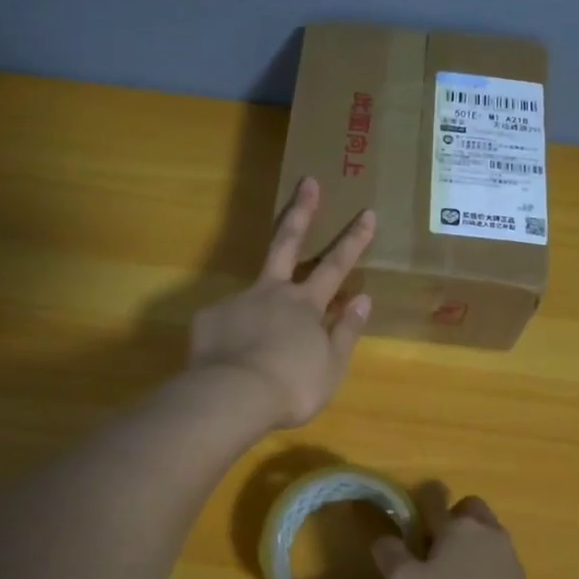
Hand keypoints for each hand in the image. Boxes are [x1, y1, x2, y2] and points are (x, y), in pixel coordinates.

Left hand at [188, 177, 375, 428]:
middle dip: (301, 212)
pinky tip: (232, 356)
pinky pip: (226, 321)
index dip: (353, 240)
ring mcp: (239, 301)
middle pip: (287, 243)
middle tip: (307, 182)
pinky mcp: (210, 318)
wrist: (232, 396)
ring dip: (261, 299)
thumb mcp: (331, 367)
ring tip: (261, 340)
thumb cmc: (291, 386)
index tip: (367, 212)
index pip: (336, 266)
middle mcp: (272, 293)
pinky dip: (234, 334)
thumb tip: (363, 299)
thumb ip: (346, 331)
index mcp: (306, 305)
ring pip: (254, 286)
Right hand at [373, 495, 544, 578]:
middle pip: (469, 510)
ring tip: (446, 577)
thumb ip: (390, 554)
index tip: (406, 521)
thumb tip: (385, 539)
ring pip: (485, 535)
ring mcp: (509, 559)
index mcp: (458, 526)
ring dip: (468, 544)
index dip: (418, 503)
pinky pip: (495, 562)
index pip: (435, 497)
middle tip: (430, 548)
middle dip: (451, 519)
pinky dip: (481, 569)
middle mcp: (487, 533)